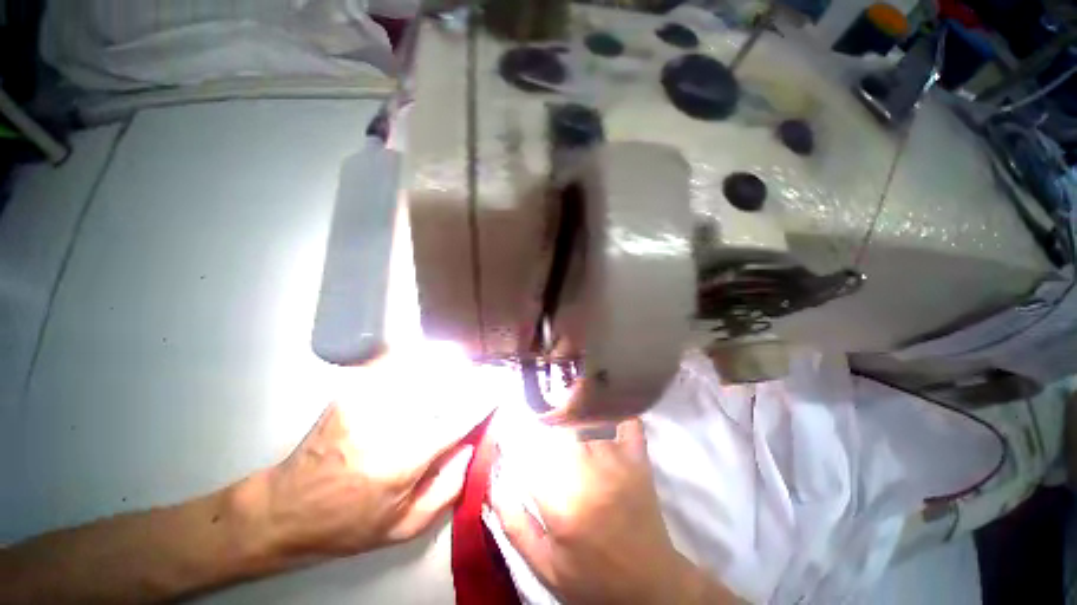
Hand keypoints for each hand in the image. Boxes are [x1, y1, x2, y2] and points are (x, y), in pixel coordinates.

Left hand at [244, 343, 508, 560]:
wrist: (285, 507)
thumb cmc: (347, 524)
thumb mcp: (403, 527)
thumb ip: (447, 488)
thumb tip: (474, 445)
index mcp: (401, 461)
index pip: (456, 419)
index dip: (482, 400)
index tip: (500, 388)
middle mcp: (386, 423)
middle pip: (441, 385)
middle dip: (468, 377)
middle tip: (484, 376)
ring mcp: (366, 399)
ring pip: (420, 367)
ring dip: (447, 363)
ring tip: (462, 363)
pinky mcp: (353, 388)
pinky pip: (395, 362)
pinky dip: (418, 357)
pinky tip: (430, 358)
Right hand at [492, 419, 727, 604]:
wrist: (651, 585)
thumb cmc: (593, 578)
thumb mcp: (545, 565)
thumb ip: (514, 525)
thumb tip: (494, 484)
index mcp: (561, 500)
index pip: (528, 450)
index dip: (513, 432)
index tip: (507, 423)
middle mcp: (588, 471)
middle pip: (560, 424)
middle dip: (545, 413)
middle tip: (539, 411)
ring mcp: (617, 460)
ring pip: (589, 416)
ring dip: (574, 403)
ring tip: (564, 396)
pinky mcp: (638, 458)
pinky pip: (627, 420)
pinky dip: (615, 405)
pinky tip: (603, 395)